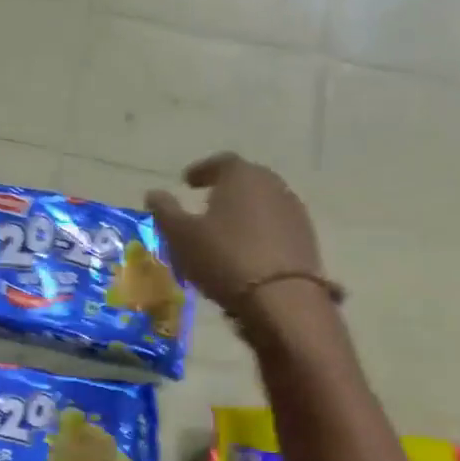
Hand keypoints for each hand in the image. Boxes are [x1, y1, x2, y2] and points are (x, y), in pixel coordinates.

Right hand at [144, 153, 324, 315]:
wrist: (281, 298)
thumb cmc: (223, 257)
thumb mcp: (180, 235)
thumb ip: (165, 211)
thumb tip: (153, 194)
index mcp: (241, 176)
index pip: (220, 162)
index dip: (202, 170)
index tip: (187, 181)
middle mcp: (272, 185)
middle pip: (246, 180)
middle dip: (225, 189)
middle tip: (205, 204)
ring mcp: (294, 212)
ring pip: (262, 204)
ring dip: (243, 212)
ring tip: (224, 231)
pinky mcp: (306, 239)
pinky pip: (275, 227)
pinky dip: (259, 232)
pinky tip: (246, 251)